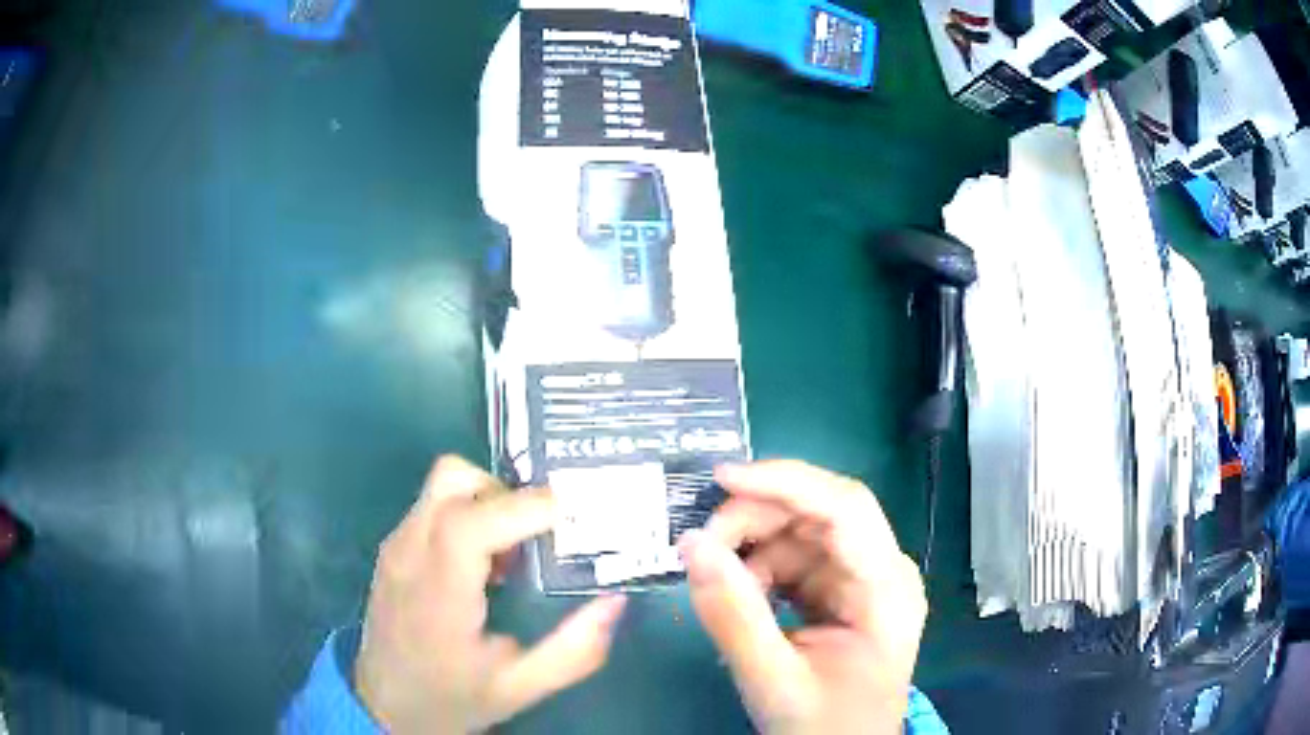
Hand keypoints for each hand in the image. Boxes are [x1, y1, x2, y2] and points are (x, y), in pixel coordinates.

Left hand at [355, 456, 627, 732]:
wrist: (383, 705)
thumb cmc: (450, 697)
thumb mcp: (519, 688)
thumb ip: (573, 652)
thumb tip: (614, 602)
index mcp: (438, 594)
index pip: (470, 524)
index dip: (524, 507)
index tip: (573, 512)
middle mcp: (408, 555)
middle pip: (452, 479)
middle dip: (507, 493)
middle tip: (538, 535)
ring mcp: (395, 546)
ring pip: (441, 484)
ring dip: (486, 501)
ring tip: (511, 553)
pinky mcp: (392, 548)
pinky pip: (433, 505)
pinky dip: (467, 513)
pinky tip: (483, 564)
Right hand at [680, 460, 926, 734]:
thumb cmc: (823, 725)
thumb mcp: (773, 679)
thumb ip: (733, 616)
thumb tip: (691, 545)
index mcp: (886, 589)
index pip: (845, 508)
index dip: (785, 482)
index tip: (721, 479)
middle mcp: (882, 571)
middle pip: (820, 513)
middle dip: (757, 519)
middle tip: (703, 545)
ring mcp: (863, 581)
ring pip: (803, 533)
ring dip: (755, 547)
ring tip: (720, 582)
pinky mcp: (842, 593)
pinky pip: (798, 560)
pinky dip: (762, 568)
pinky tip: (742, 595)